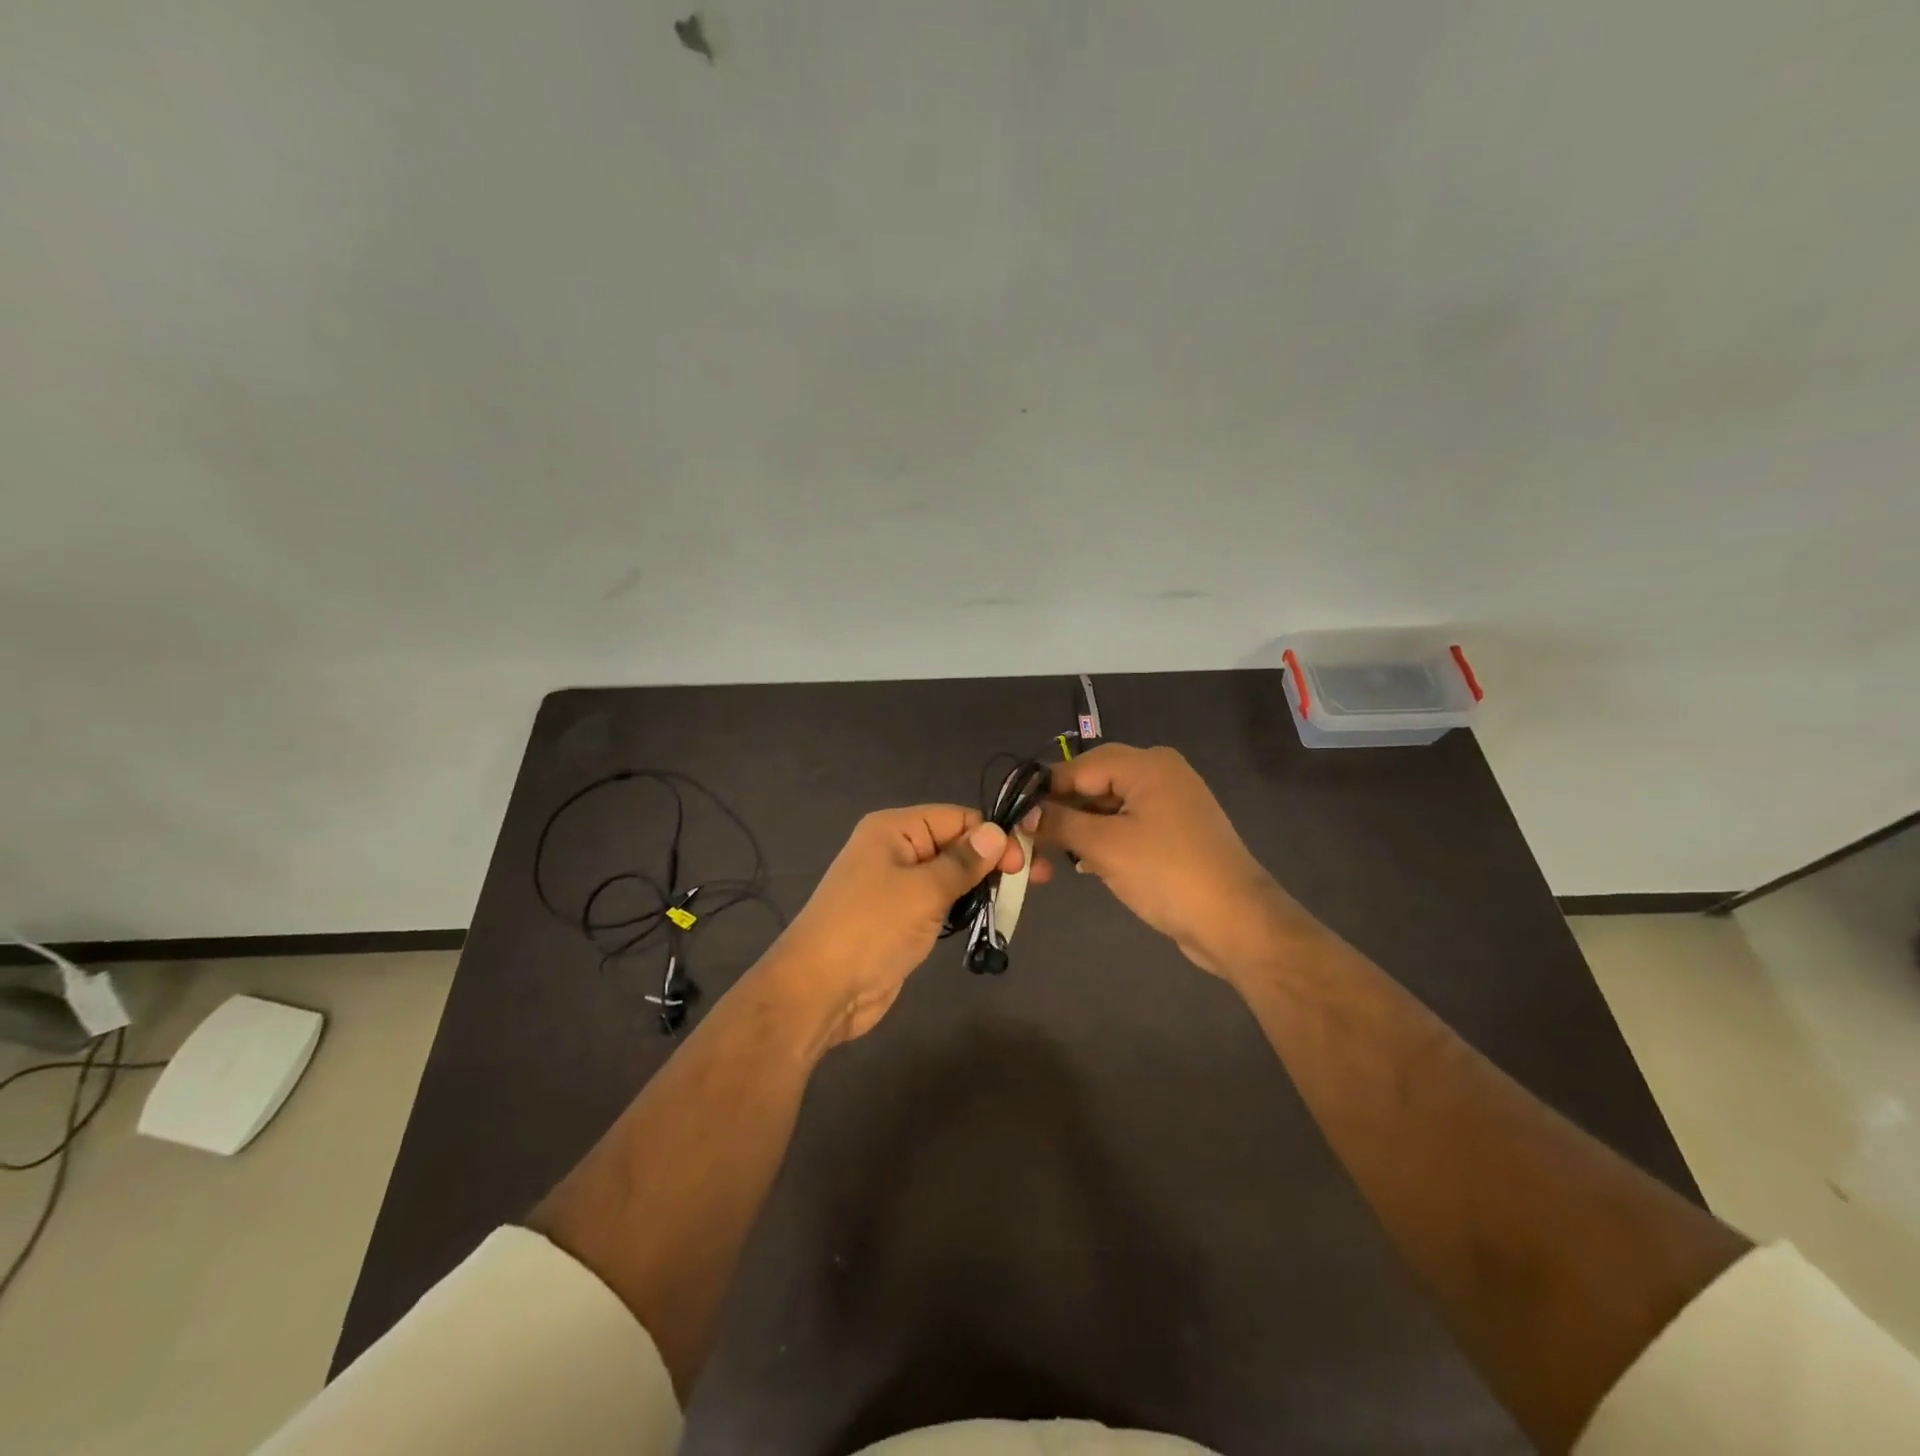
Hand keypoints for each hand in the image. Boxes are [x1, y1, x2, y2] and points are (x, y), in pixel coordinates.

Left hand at [764, 805, 1045, 1045]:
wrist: (819, 990)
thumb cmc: (871, 928)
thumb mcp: (923, 890)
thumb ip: (963, 861)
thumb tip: (995, 832)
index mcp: (894, 829)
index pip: (956, 818)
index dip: (992, 835)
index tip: (1026, 863)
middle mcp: (895, 850)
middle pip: (954, 844)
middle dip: (992, 859)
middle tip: (1036, 881)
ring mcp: (895, 886)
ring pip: (949, 875)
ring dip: (980, 885)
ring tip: (1016, 900)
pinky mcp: (899, 918)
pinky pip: (939, 902)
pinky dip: (963, 907)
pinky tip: (987, 915)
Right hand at [1036, 744, 1297, 978]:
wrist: (1235, 923)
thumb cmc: (1167, 874)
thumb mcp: (1104, 846)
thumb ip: (1060, 823)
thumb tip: (1025, 814)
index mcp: (1147, 765)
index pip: (1078, 766)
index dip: (1044, 792)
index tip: (1012, 818)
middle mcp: (1160, 774)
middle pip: (1093, 784)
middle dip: (1060, 814)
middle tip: (1028, 845)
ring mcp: (1170, 804)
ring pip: (1108, 808)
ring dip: (1078, 831)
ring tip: (1048, 861)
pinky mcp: (1174, 833)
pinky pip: (1127, 826)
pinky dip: (1102, 841)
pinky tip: (1082, 863)